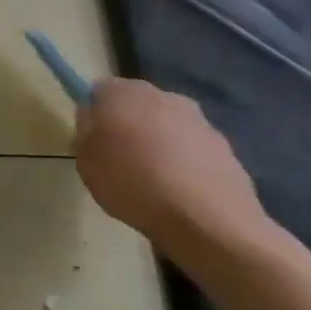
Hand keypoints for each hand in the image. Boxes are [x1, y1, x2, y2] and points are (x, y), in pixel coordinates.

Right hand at [75, 78, 269, 254]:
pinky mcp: (226, 146)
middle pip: (137, 103)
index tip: (91, 137)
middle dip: (128, 122)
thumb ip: (87, 131)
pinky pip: (191, 146)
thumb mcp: (85, 160)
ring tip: (150, 177)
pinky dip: (182, 160)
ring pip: (167, 124)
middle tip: (117, 155)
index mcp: (124, 94)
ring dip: (157, 141)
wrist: (206, 219)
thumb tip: (95, 118)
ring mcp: (200, 120)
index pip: (100, 90)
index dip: (94, 112)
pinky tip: (176, 188)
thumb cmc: (131, 183)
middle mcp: (164, 96)